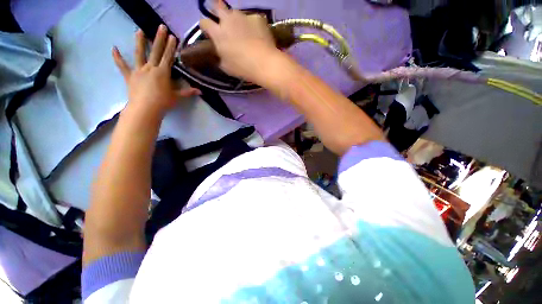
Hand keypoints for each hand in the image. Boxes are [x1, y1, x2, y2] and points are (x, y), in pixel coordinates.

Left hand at [113, 24, 200, 116]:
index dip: (171, 47)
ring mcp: (138, 71)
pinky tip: (114, 48)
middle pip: (155, 51)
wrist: (145, 109)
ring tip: (139, 30)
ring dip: (139, 42)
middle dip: (159, 38)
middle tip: (161, 26)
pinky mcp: (129, 76)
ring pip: (139, 54)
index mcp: (162, 72)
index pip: (168, 57)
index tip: (173, 36)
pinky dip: (117, 57)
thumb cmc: (163, 103)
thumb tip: (200, 91)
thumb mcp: (177, 97)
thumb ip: (188, 92)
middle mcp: (150, 68)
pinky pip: (122, 66)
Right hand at [199, 0, 280, 84]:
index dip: (206, 27)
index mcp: (218, 33)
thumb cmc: (243, 68)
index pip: (204, 22)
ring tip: (244, 32)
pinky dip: (253, 26)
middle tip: (224, 23)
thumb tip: (220, 53)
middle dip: (217, 12)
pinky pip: (252, 19)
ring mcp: (243, 17)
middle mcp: (228, 20)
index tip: (210, 33)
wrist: (264, 64)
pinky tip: (258, 36)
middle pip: (217, 6)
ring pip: (236, 13)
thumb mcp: (226, 67)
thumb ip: (220, 56)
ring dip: (237, 20)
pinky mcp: (257, 18)